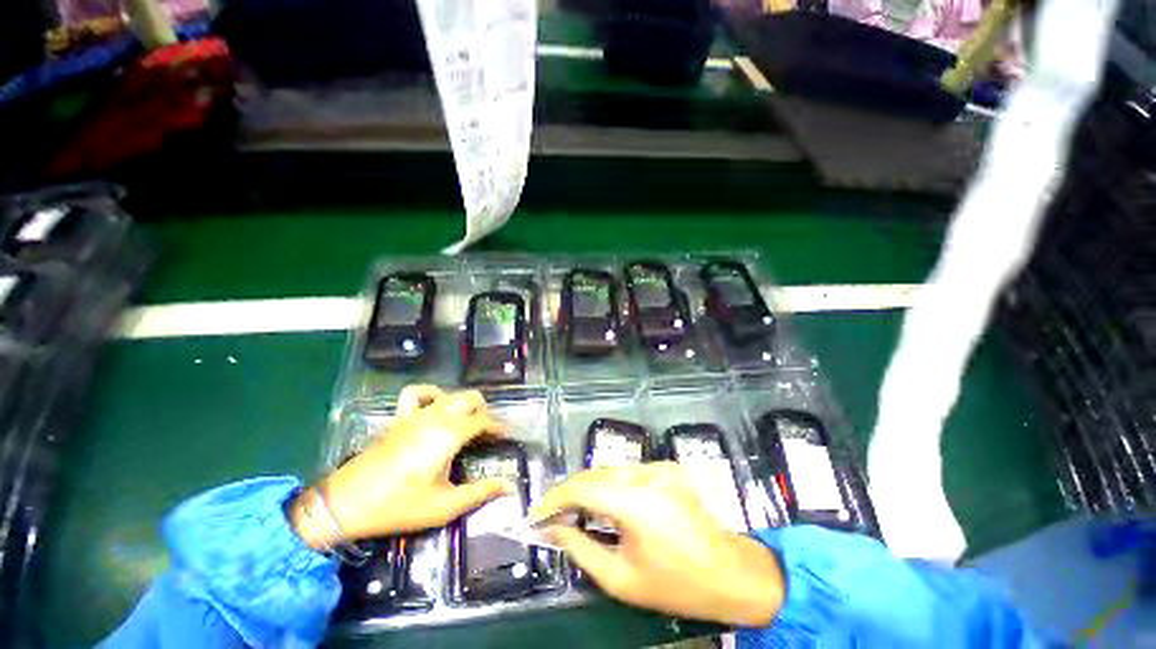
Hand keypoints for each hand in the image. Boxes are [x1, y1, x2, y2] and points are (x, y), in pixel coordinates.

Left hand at [291, 385, 508, 548]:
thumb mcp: (445, 506)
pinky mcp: (399, 417)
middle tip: (487, 432)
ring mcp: (415, 414)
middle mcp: (436, 416)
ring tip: (467, 421)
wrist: (346, 504)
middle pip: (470, 398)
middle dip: (484, 411)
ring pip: (450, 394)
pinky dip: (431, 393)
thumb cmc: (399, 506)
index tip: (506, 436)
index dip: (498, 426)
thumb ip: (480, 493)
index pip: (483, 420)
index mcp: (449, 434)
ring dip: (464, 403)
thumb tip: (510, 487)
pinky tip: (435, 405)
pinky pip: (417, 393)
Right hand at [536, 463, 782, 626]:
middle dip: (569, 492)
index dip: (554, 498)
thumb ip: (581, 549)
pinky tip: (606, 503)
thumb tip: (553, 529)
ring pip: (609, 470)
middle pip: (594, 473)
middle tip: (552, 514)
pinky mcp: (667, 467)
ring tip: (574, 510)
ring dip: (588, 487)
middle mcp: (645, 474)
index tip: (537, 513)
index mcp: (634, 502)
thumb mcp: (621, 579)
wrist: (732, 573)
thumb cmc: (676, 584)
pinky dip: (610, 485)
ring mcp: (658, 467)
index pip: (582, 487)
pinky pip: (628, 472)